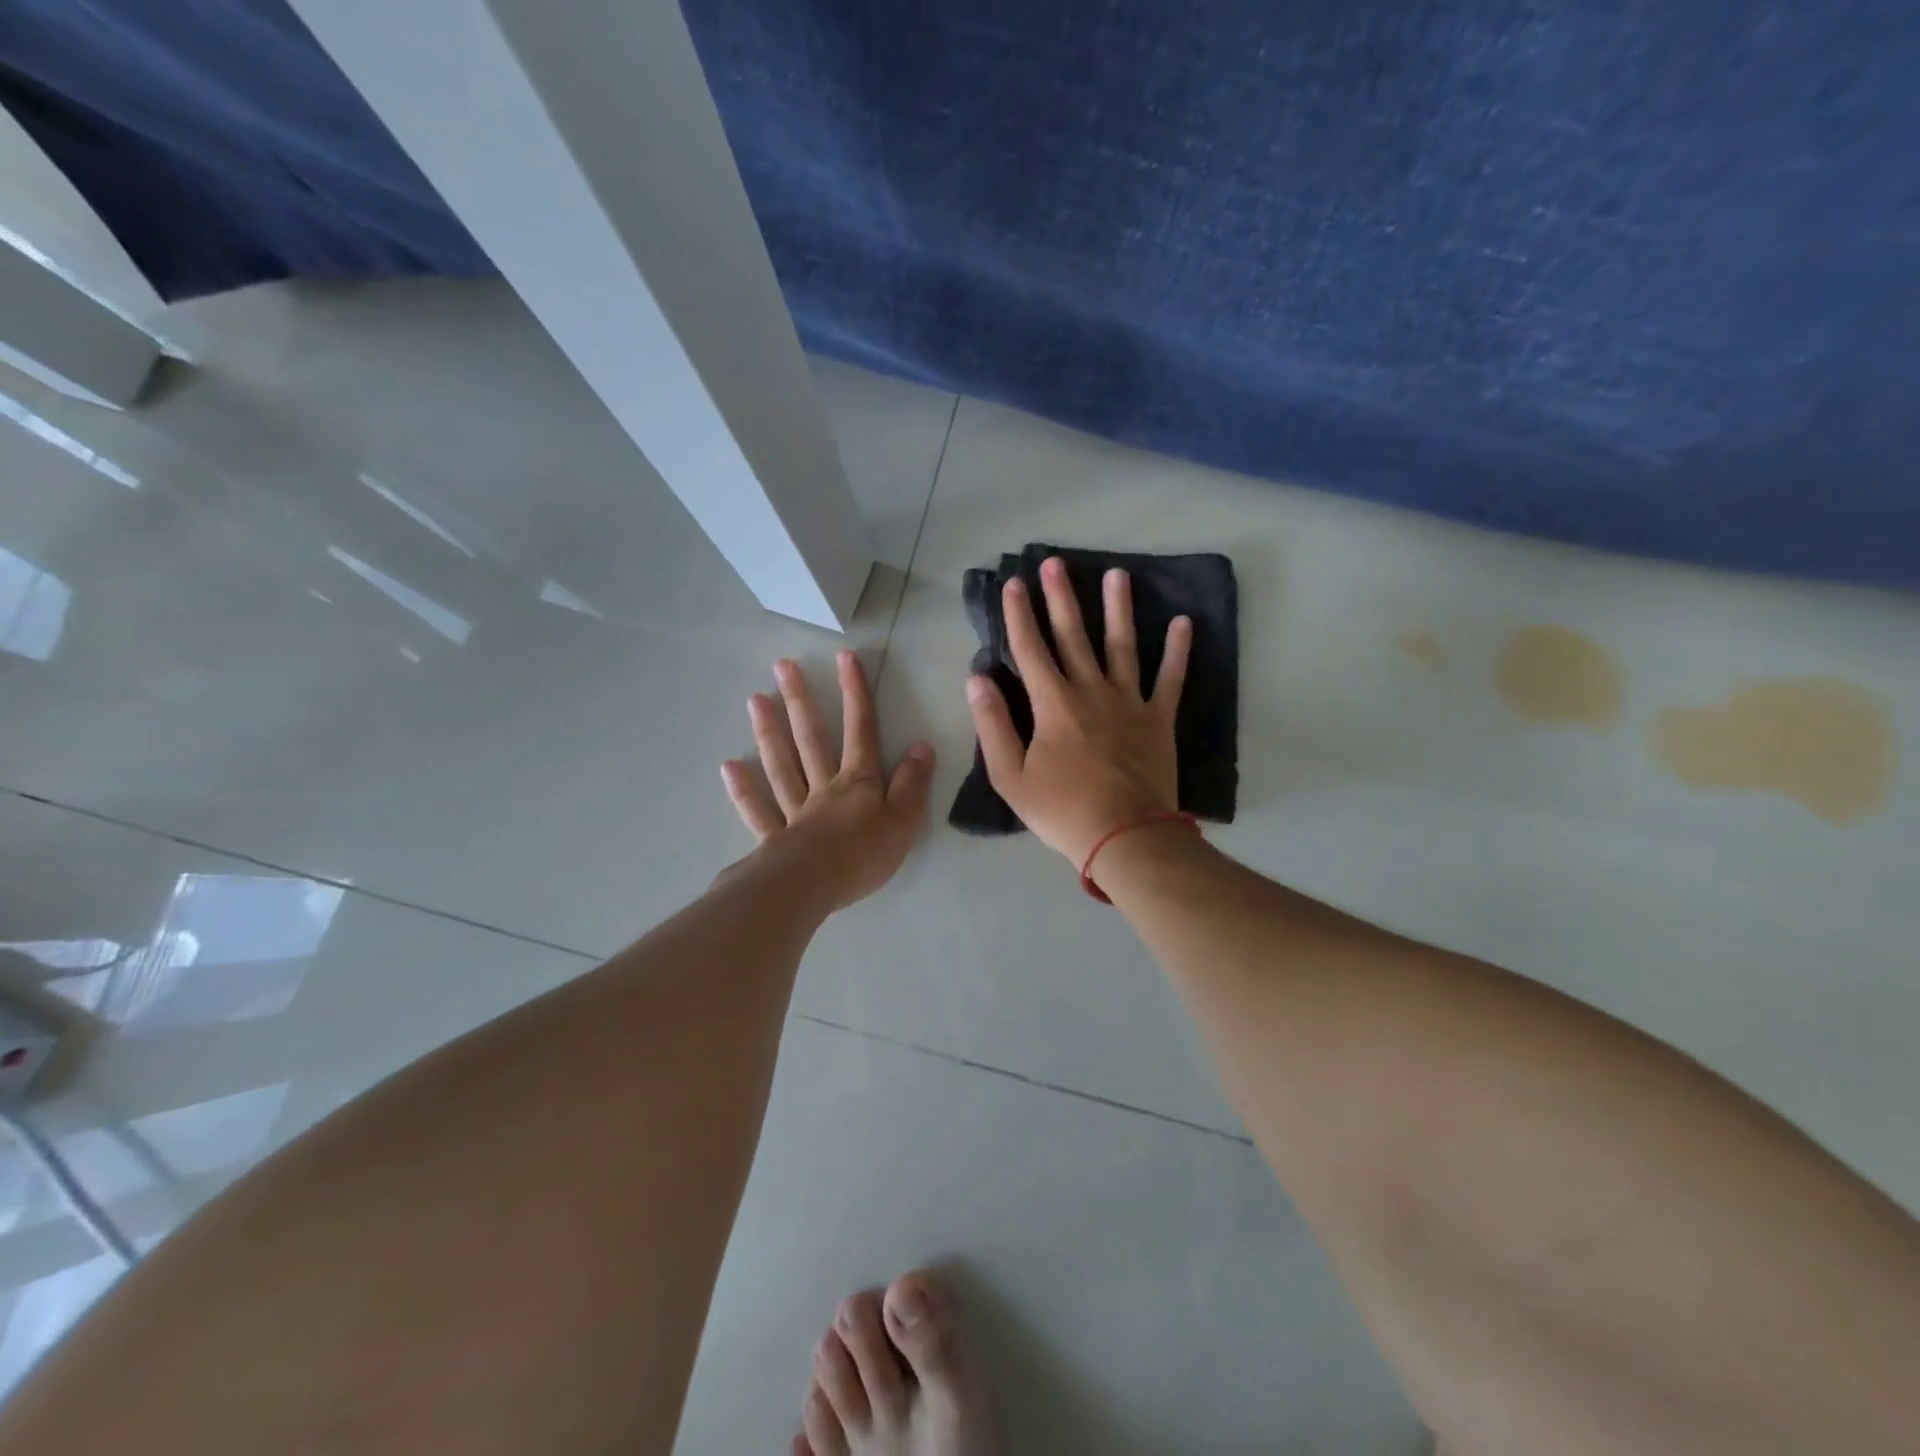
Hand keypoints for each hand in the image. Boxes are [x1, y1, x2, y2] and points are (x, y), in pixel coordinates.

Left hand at [722, 650, 934, 910]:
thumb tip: (921, 746)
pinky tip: (730, 767)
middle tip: (783, 666)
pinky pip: (758, 810)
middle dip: (802, 701)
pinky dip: (744, 790)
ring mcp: (795, 811)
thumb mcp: (904, 819)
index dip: (855, 693)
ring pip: (782, 766)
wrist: (814, 887)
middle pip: (812, 739)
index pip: (860, 730)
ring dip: (769, 732)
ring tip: (755, 699)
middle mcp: (824, 788)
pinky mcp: (775, 840)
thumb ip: (912, 783)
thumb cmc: (863, 854)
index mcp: (858, 783)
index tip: (845, 657)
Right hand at [966, 557, 1190, 865]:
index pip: (1030, 649)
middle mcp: (1090, 691)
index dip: (1019, 614)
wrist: (1126, 837)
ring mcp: (1129, 702)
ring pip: (1122, 646)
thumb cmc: (1062, 810)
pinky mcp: (1158, 720)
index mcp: (1052, 704)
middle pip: (1073, 636)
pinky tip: (1183, 622)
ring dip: (1118, 608)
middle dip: (1060, 598)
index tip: (1013, 583)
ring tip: (1117, 575)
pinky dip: (1177, 651)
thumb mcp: (1011, 776)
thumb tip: (976, 679)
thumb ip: (992, 725)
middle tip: (1054, 563)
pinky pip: (1170, 679)